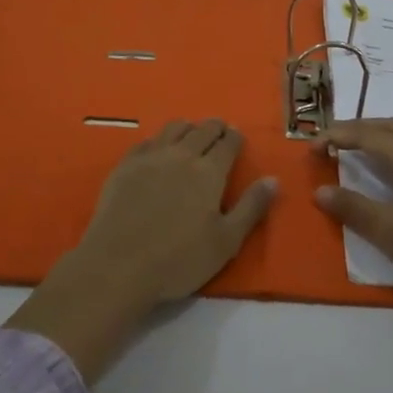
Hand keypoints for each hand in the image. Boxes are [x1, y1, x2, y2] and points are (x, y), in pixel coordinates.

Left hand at [74, 118, 278, 308]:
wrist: (118, 265)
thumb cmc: (179, 259)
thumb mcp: (226, 241)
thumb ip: (251, 207)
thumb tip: (273, 179)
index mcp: (209, 171)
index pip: (228, 143)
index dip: (235, 137)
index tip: (238, 137)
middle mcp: (182, 155)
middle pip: (202, 130)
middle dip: (215, 127)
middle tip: (219, 132)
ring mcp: (150, 157)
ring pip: (174, 128)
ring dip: (188, 128)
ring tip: (191, 135)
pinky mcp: (125, 165)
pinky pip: (146, 141)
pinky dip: (159, 140)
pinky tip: (158, 150)